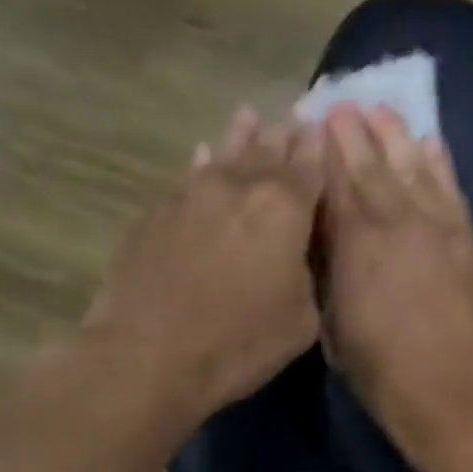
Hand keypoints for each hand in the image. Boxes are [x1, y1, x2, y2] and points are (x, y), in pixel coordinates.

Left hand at [77, 108, 324, 433]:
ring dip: (240, 137)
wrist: (148, 355)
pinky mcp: (154, 213)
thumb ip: (308, 274)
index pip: (310, 166)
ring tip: (248, 116)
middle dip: (284, 137)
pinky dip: (202, 165)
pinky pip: (187, 178)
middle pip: (267, 151)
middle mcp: (238, 186)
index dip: (319, 149)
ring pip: (223, 155)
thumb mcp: (302, 320)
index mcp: (284, 207)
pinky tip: (201, 157)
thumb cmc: (239, 342)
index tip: (324, 130)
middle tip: (294, 119)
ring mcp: (190, 194)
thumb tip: (298, 253)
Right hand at [318, 105, 472, 456]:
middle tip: (342, 105)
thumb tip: (327, 242)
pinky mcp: (469, 241)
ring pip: (414, 169)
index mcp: (354, 244)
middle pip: (372, 167)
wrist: (454, 390)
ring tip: (383, 112)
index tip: (312, 125)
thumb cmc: (382, 371)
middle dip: (355, 134)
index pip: (335, 184)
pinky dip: (440, 164)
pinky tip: (431, 144)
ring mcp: (438, 227)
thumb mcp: (335, 328)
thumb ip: (331, 275)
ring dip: (396, 138)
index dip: (323, 153)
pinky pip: (452, 190)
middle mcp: (396, 222)